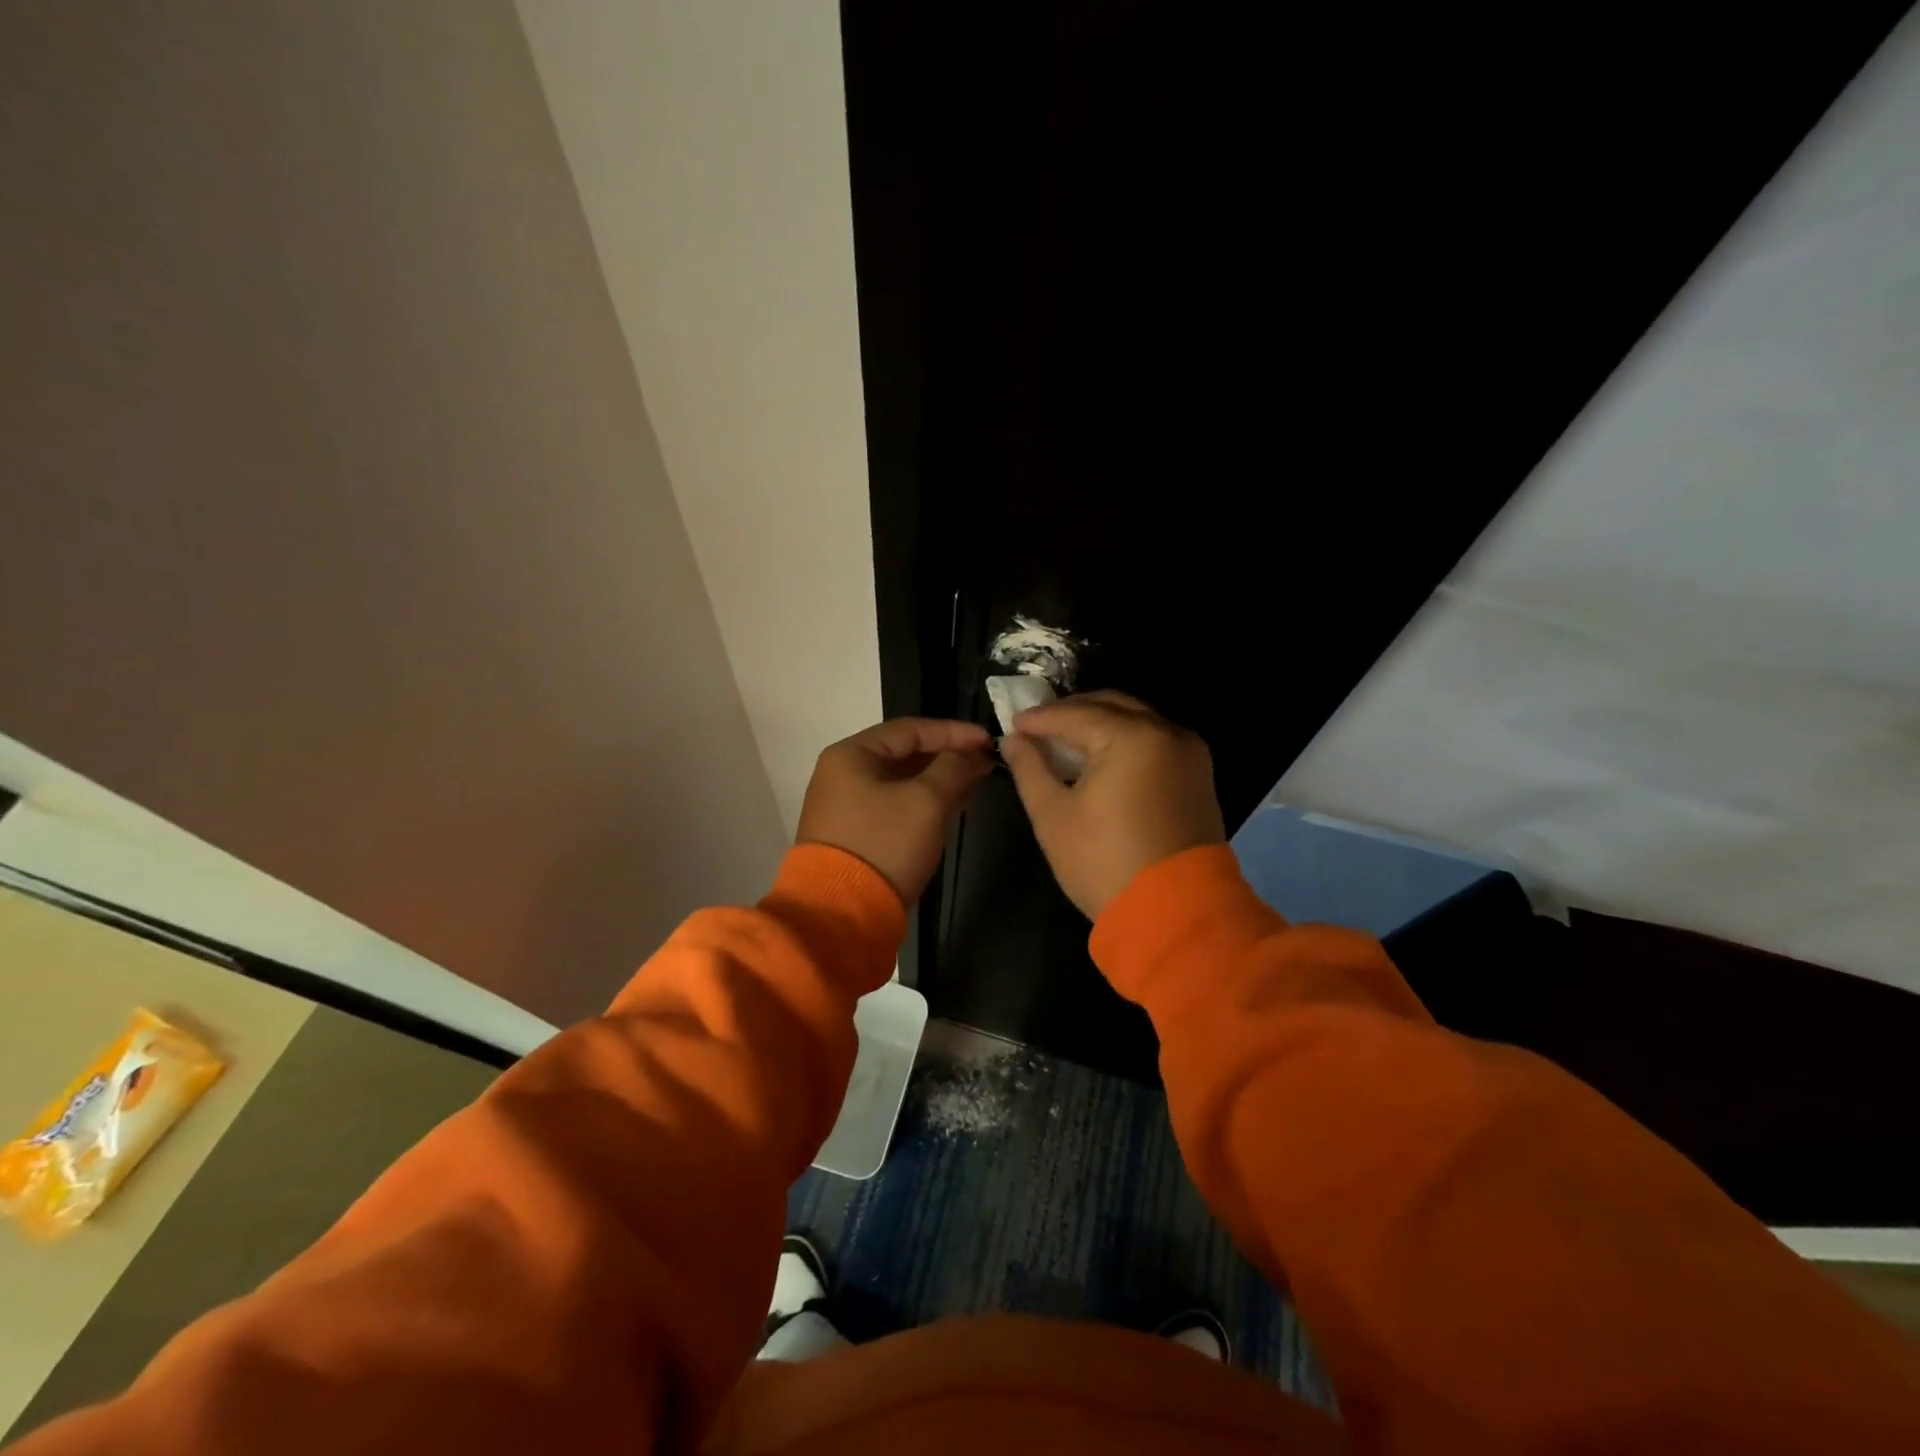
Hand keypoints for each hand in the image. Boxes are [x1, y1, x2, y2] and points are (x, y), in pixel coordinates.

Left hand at [796, 718, 993, 904]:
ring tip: (973, 787)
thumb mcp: (926, 801)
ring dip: (937, 782)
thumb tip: (972, 754)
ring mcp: (844, 807)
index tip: (988, 740)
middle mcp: (842, 774)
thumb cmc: (885, 844)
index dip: (953, 732)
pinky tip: (949, 811)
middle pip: (903, 754)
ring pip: (900, 782)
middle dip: (947, 758)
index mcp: (851, 755)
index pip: (910, 729)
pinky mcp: (853, 835)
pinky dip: (922, 804)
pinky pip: (893, 807)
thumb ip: (953, 768)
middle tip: (984, 764)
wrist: (842, 914)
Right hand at [1000, 691, 1225, 919]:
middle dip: (1071, 713)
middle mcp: (1167, 733)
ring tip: (1064, 744)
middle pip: (1110, 705)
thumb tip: (1014, 741)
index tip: (1012, 725)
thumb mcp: (1054, 816)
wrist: (1176, 916)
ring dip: (1099, 725)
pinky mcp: (1198, 776)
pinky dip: (1124, 742)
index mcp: (1132, 737)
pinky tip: (1099, 760)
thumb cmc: (1105, 864)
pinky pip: (1155, 742)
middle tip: (1037, 729)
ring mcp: (1189, 754)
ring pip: (1136, 721)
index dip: (1039, 718)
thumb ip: (1030, 768)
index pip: (1075, 714)